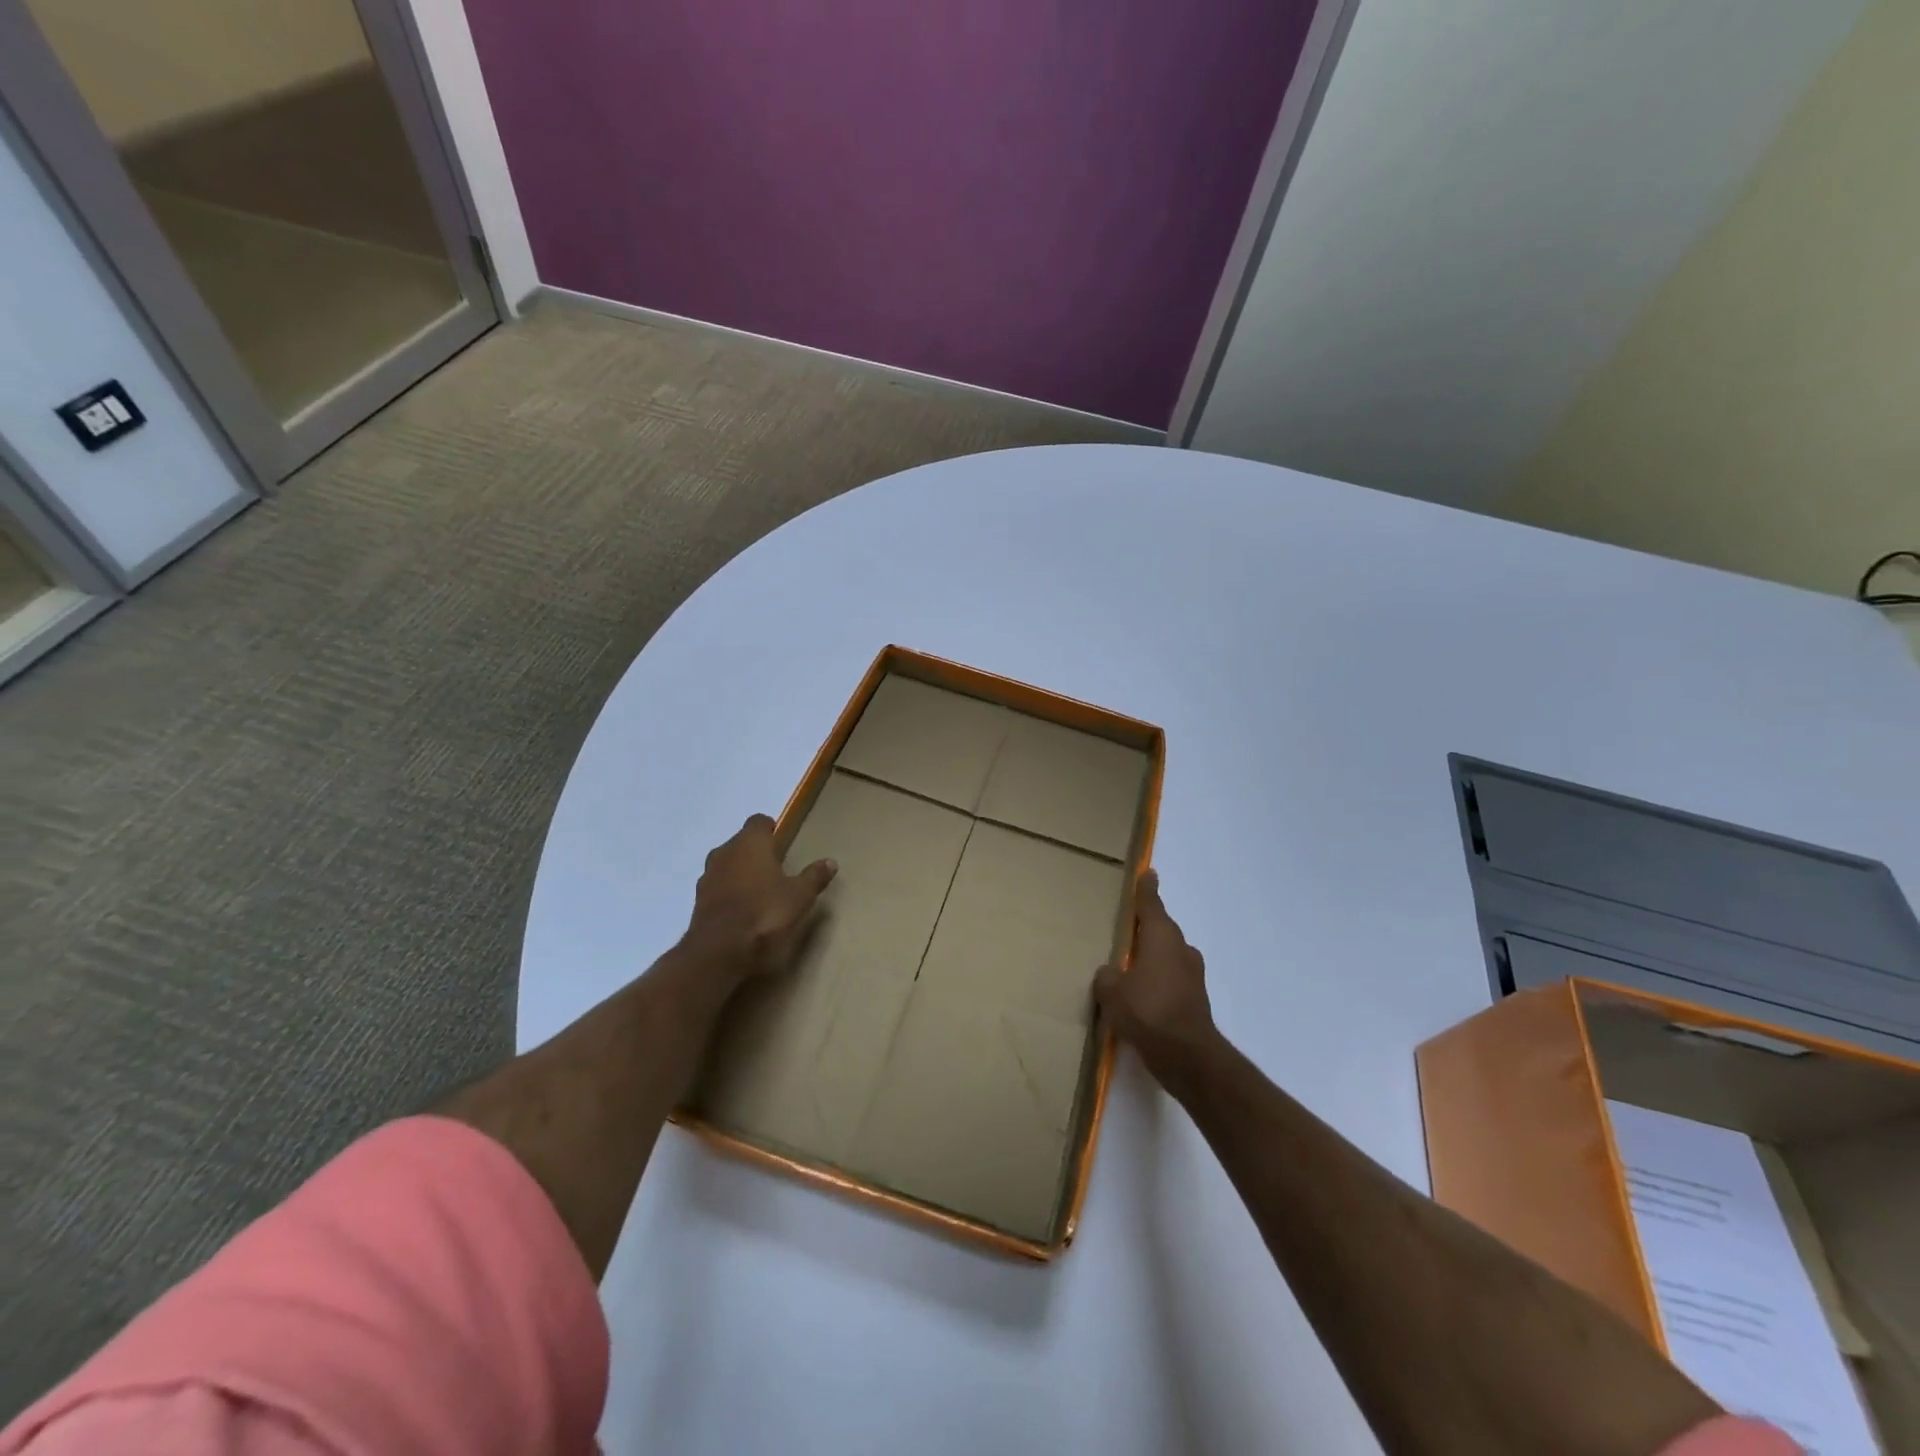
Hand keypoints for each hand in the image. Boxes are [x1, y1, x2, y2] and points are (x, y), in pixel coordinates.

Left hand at [685, 814, 836, 984]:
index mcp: (750, 843)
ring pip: (727, 864)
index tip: (782, 843)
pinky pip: (718, 887)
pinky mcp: (698, 901)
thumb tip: (831, 861)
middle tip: (776, 869)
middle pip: (741, 842)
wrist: (719, 951)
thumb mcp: (799, 896)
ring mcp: (708, 876)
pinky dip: (729, 892)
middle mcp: (725, 852)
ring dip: (740, 872)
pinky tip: (743, 910)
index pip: (758, 822)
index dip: (771, 830)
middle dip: (756, 852)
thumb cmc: (765, 913)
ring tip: (760, 890)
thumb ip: (814, 877)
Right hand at [1093, 870, 1219, 1088]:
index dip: (1147, 889)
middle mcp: (1180, 950)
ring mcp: (1191, 976)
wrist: (1188, 1057)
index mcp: (1161, 938)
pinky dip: (1156, 981)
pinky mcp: (1194, 1000)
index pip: (1152, 904)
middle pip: (1161, 930)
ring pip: (1167, 956)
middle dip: (1145, 927)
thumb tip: (1111, 974)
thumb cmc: (1149, 1012)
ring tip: (1127, 965)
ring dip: (1151, 957)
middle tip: (1125, 925)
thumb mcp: (1113, 992)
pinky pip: (1170, 979)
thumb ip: (1107, 977)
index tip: (1148, 873)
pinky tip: (1140, 996)